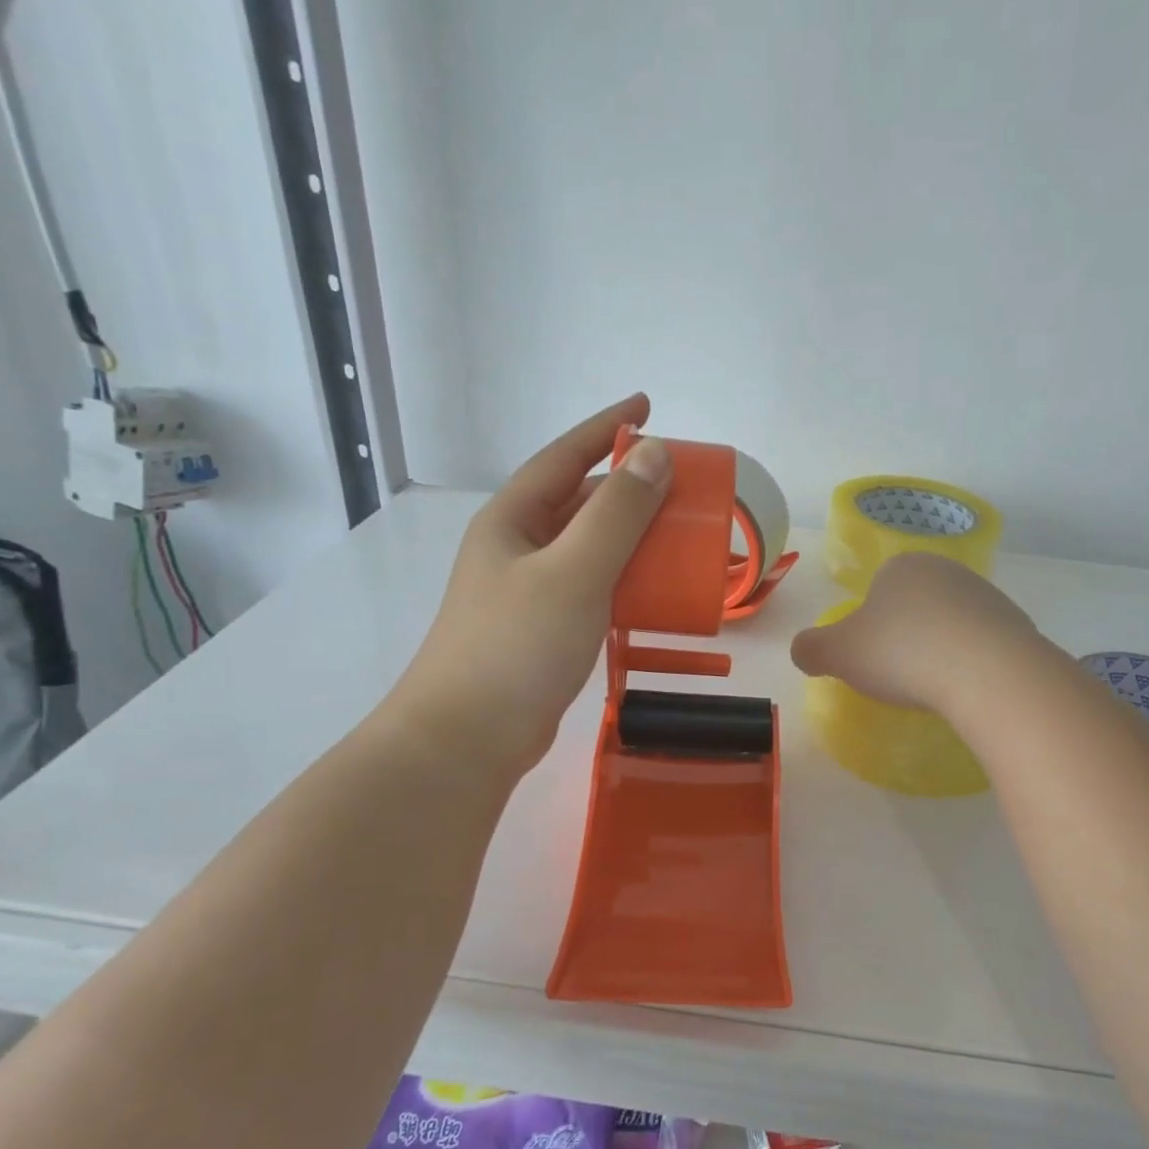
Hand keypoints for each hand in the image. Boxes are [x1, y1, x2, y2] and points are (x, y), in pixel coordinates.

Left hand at [388, 394, 672, 774]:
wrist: (467, 741)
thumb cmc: (516, 646)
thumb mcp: (574, 571)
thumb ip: (617, 514)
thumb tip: (655, 455)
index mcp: (513, 520)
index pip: (564, 456)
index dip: (606, 427)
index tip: (647, 406)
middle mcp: (517, 548)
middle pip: (578, 502)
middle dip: (627, 488)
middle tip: (681, 486)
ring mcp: (527, 592)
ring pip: (587, 548)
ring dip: (630, 537)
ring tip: (678, 535)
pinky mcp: (542, 631)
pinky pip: (591, 588)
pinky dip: (624, 581)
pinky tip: (653, 591)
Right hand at [789, 552, 1041, 714]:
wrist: (988, 673)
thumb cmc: (902, 653)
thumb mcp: (838, 654)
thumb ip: (811, 649)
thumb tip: (803, 651)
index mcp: (903, 566)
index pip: (877, 588)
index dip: (869, 623)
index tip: (870, 657)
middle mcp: (947, 571)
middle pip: (916, 604)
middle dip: (905, 634)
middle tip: (897, 674)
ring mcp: (987, 596)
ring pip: (950, 624)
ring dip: (940, 649)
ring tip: (933, 686)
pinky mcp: (1017, 626)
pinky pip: (982, 645)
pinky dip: (971, 664)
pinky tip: (966, 689)